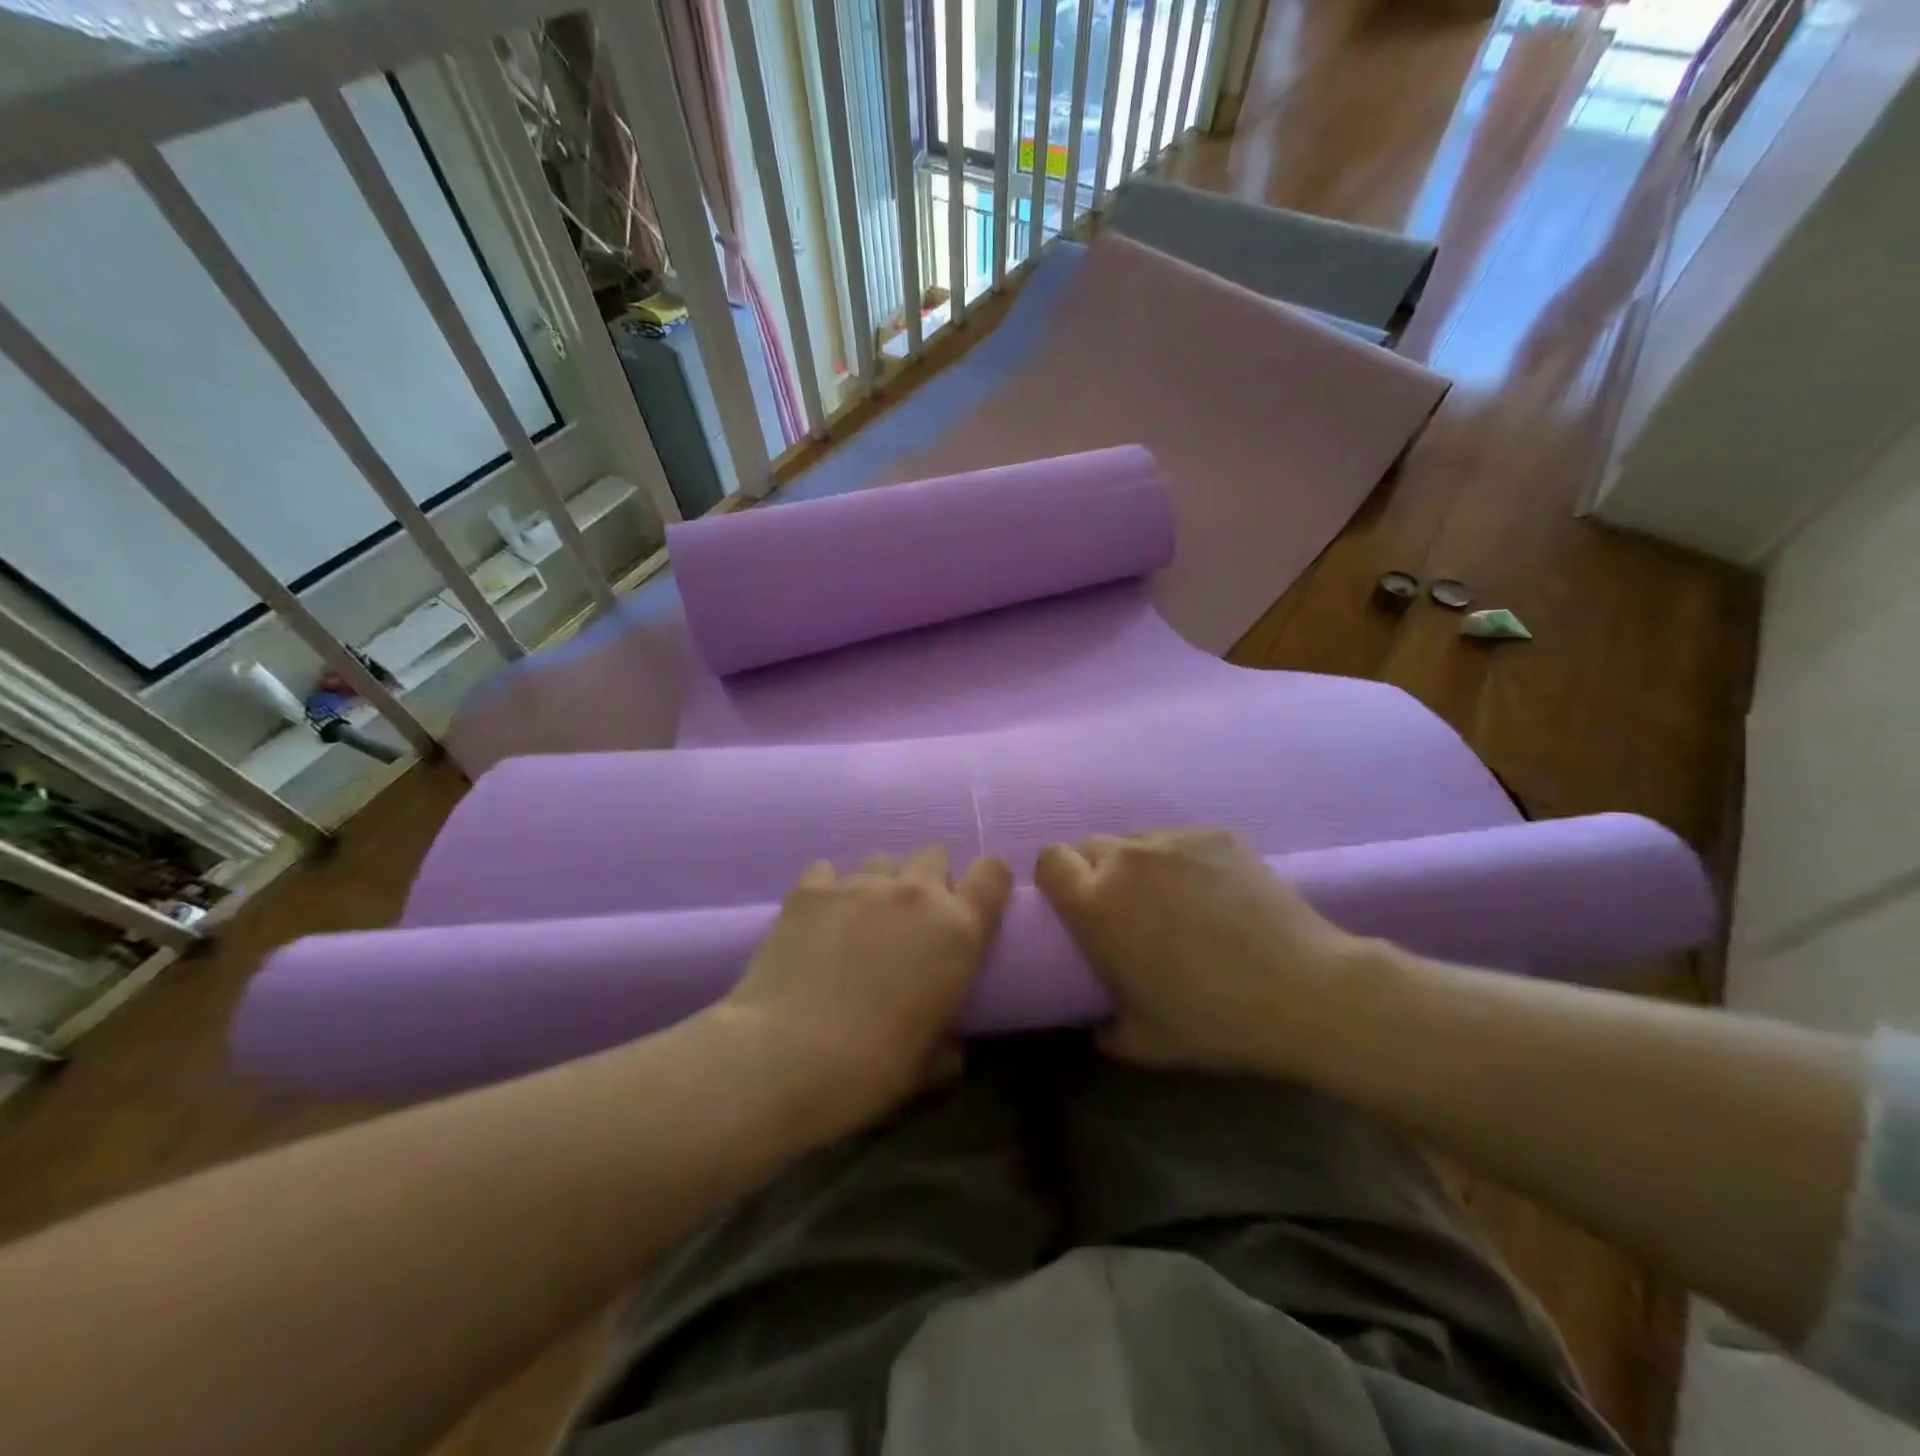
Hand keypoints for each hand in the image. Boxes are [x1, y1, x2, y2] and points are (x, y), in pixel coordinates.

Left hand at [721, 845, 1011, 1135]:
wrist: (783, 1058)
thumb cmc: (870, 1070)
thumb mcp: (928, 1068)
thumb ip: (948, 1044)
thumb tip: (949, 1047)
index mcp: (958, 930)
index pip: (992, 873)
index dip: (987, 883)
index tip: (975, 905)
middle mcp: (914, 893)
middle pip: (933, 855)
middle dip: (929, 880)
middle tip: (912, 921)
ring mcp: (859, 884)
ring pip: (881, 861)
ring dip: (880, 884)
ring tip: (860, 921)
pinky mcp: (810, 888)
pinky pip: (828, 871)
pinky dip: (829, 890)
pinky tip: (817, 921)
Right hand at [1035, 829, 1368, 1074]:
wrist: (1306, 992)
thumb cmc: (1213, 1021)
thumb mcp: (1143, 1043)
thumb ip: (1105, 1028)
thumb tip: (1100, 1023)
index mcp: (1095, 904)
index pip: (1049, 859)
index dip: (1056, 879)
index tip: (1073, 905)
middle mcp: (1126, 859)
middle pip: (1089, 845)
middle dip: (1095, 872)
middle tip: (1124, 910)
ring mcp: (1175, 840)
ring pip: (1136, 840)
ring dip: (1138, 865)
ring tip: (1172, 900)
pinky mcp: (1216, 835)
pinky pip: (1180, 840)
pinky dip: (1182, 861)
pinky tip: (1213, 894)